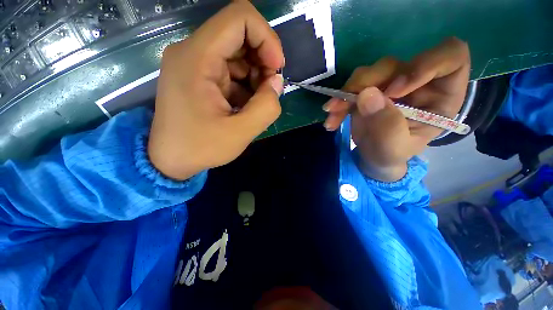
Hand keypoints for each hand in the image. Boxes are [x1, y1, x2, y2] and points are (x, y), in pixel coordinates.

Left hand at [148, 1, 284, 179]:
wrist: (170, 160)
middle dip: (263, 60)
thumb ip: (266, 107)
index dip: (267, 38)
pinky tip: (245, 105)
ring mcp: (194, 63)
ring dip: (256, 75)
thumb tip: (277, 82)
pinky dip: (246, 84)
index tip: (277, 68)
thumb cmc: (201, 148)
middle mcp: (192, 51)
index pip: (240, 17)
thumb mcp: (240, 133)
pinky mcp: (199, 76)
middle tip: (268, 91)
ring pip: (238, 54)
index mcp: (197, 58)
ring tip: (256, 103)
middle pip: (240, 34)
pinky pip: (231, 69)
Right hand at [323, 38, 469, 180]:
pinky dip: (339, 101)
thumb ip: (386, 124)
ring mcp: (389, 84)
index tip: (394, 90)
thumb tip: (366, 94)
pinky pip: (352, 86)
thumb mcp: (393, 147)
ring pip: (370, 72)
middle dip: (368, 83)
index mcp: (440, 95)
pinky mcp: (369, 90)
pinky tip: (332, 118)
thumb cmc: (391, 155)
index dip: (424, 65)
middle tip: (349, 103)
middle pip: (397, 64)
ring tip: (333, 114)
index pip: (451, 57)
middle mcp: (417, 83)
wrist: (372, 157)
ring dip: (347, 93)